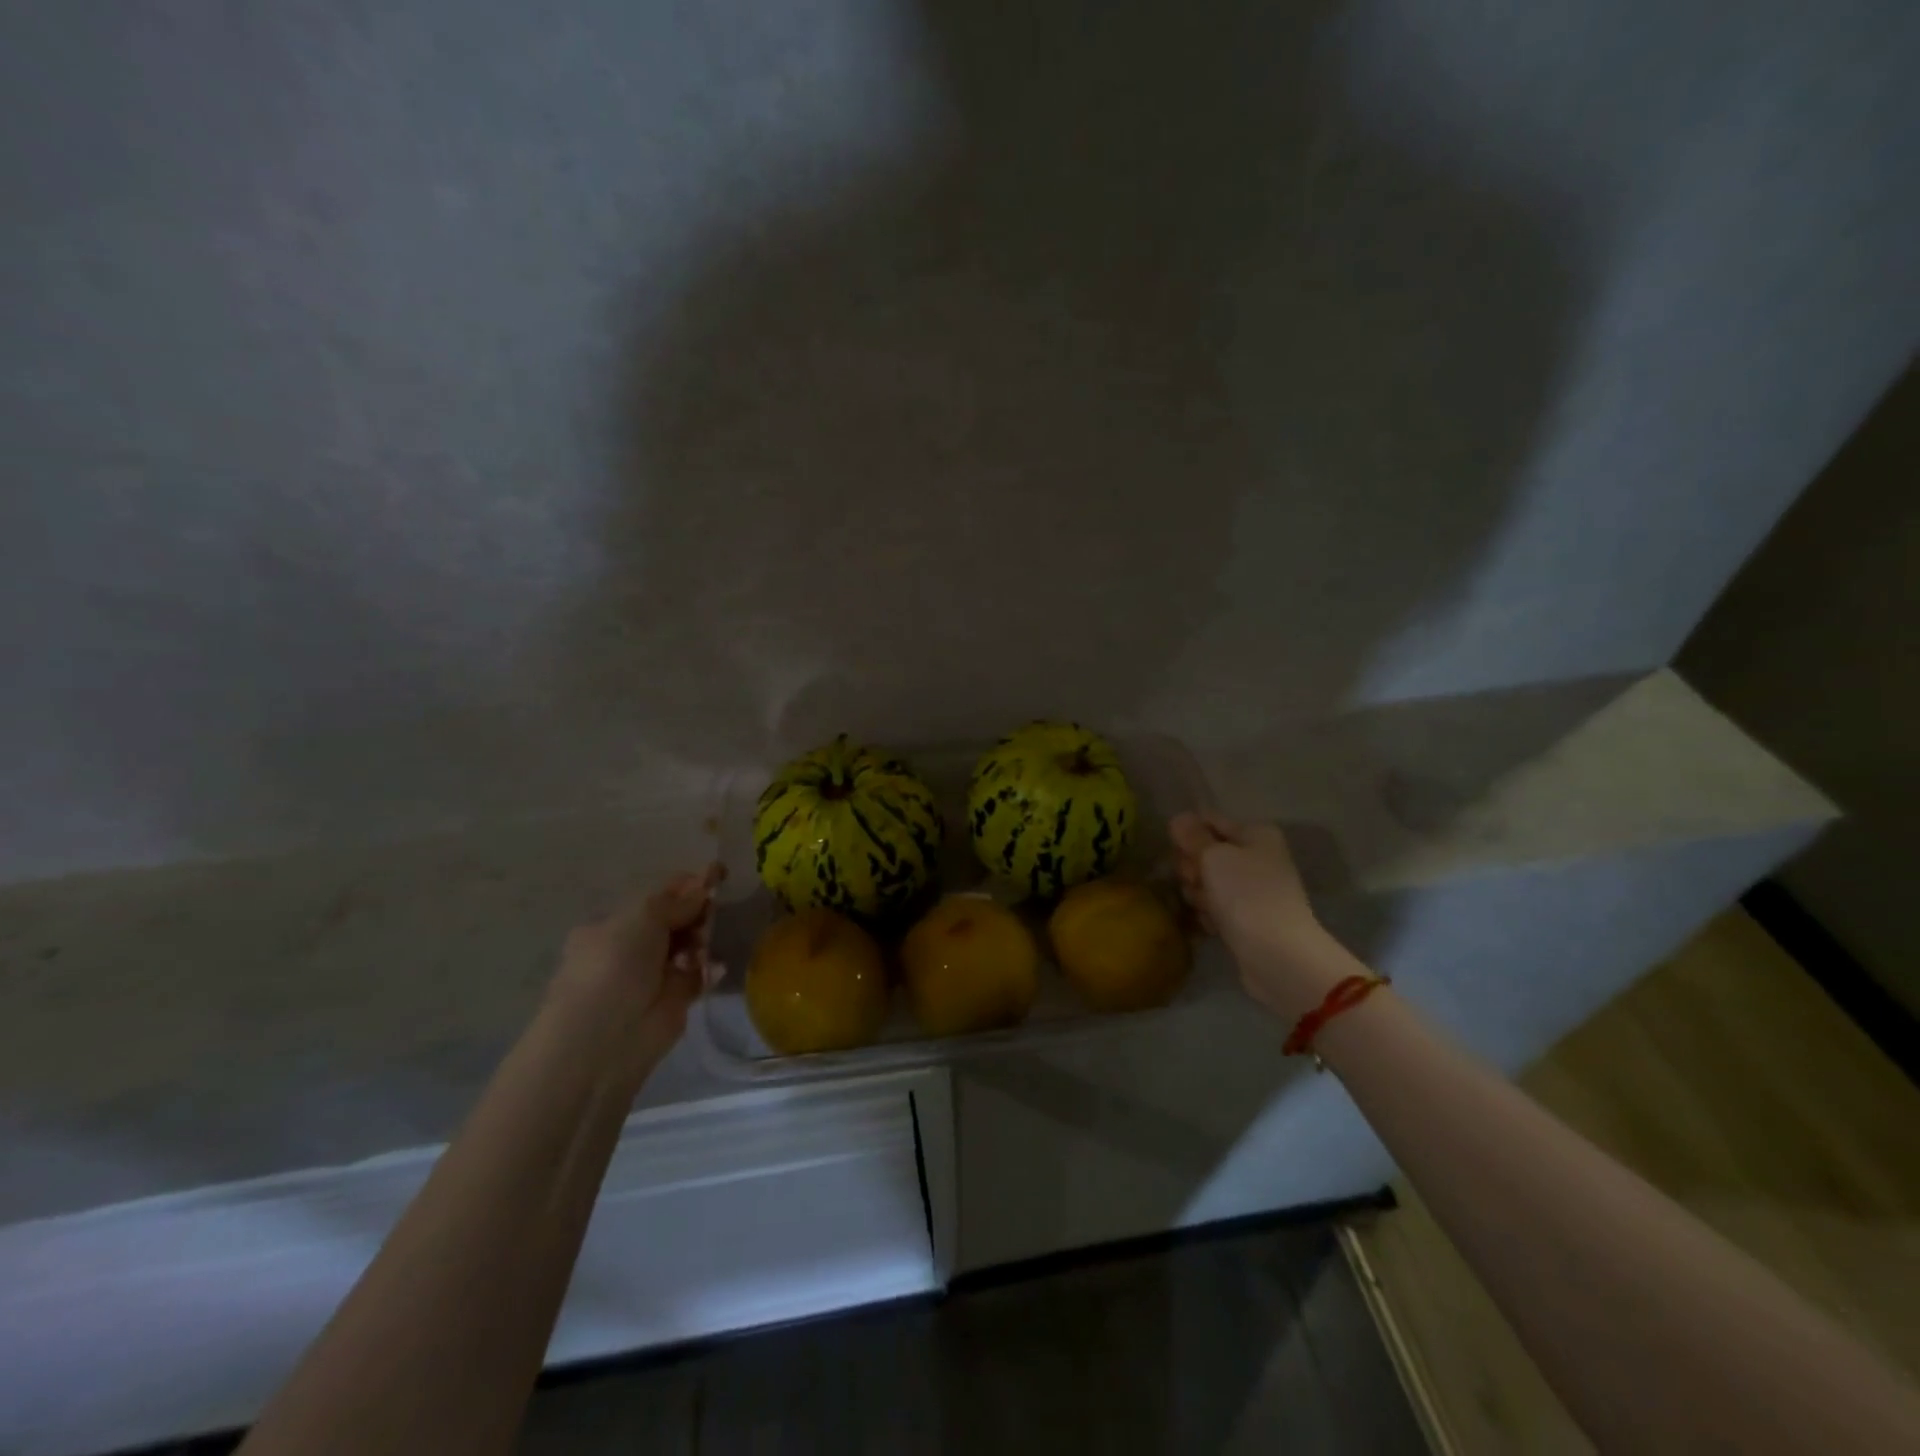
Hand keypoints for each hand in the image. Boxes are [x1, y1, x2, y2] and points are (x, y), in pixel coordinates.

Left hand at [552, 864, 724, 1075]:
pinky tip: (714, 967)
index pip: (657, 897)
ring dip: (703, 938)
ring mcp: (654, 975)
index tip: (716, 874)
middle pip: (677, 919)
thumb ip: (676, 900)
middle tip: (713, 909)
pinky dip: (710, 969)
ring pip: (690, 945)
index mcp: (613, 925)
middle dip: (697, 911)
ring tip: (706, 945)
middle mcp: (632, 948)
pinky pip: (700, 974)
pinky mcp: (676, 1000)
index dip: (686, 885)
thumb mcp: (642, 917)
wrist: (605, 1038)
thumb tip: (703, 883)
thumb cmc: (613, 966)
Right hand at [1170, 813, 1345, 1018]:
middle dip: (1192, 867)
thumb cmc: (1245, 895)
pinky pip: (1215, 907)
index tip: (1176, 850)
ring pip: (1207, 882)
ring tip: (1205, 907)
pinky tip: (1212, 926)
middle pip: (1205, 852)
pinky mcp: (1246, 918)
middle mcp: (1257, 857)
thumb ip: (1193, 836)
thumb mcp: (1213, 856)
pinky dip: (1209, 914)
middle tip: (1195, 880)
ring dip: (1198, 894)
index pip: (1208, 820)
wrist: (1277, 955)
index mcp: (1255, 834)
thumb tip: (1179, 818)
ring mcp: (1252, 890)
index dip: (1187, 833)